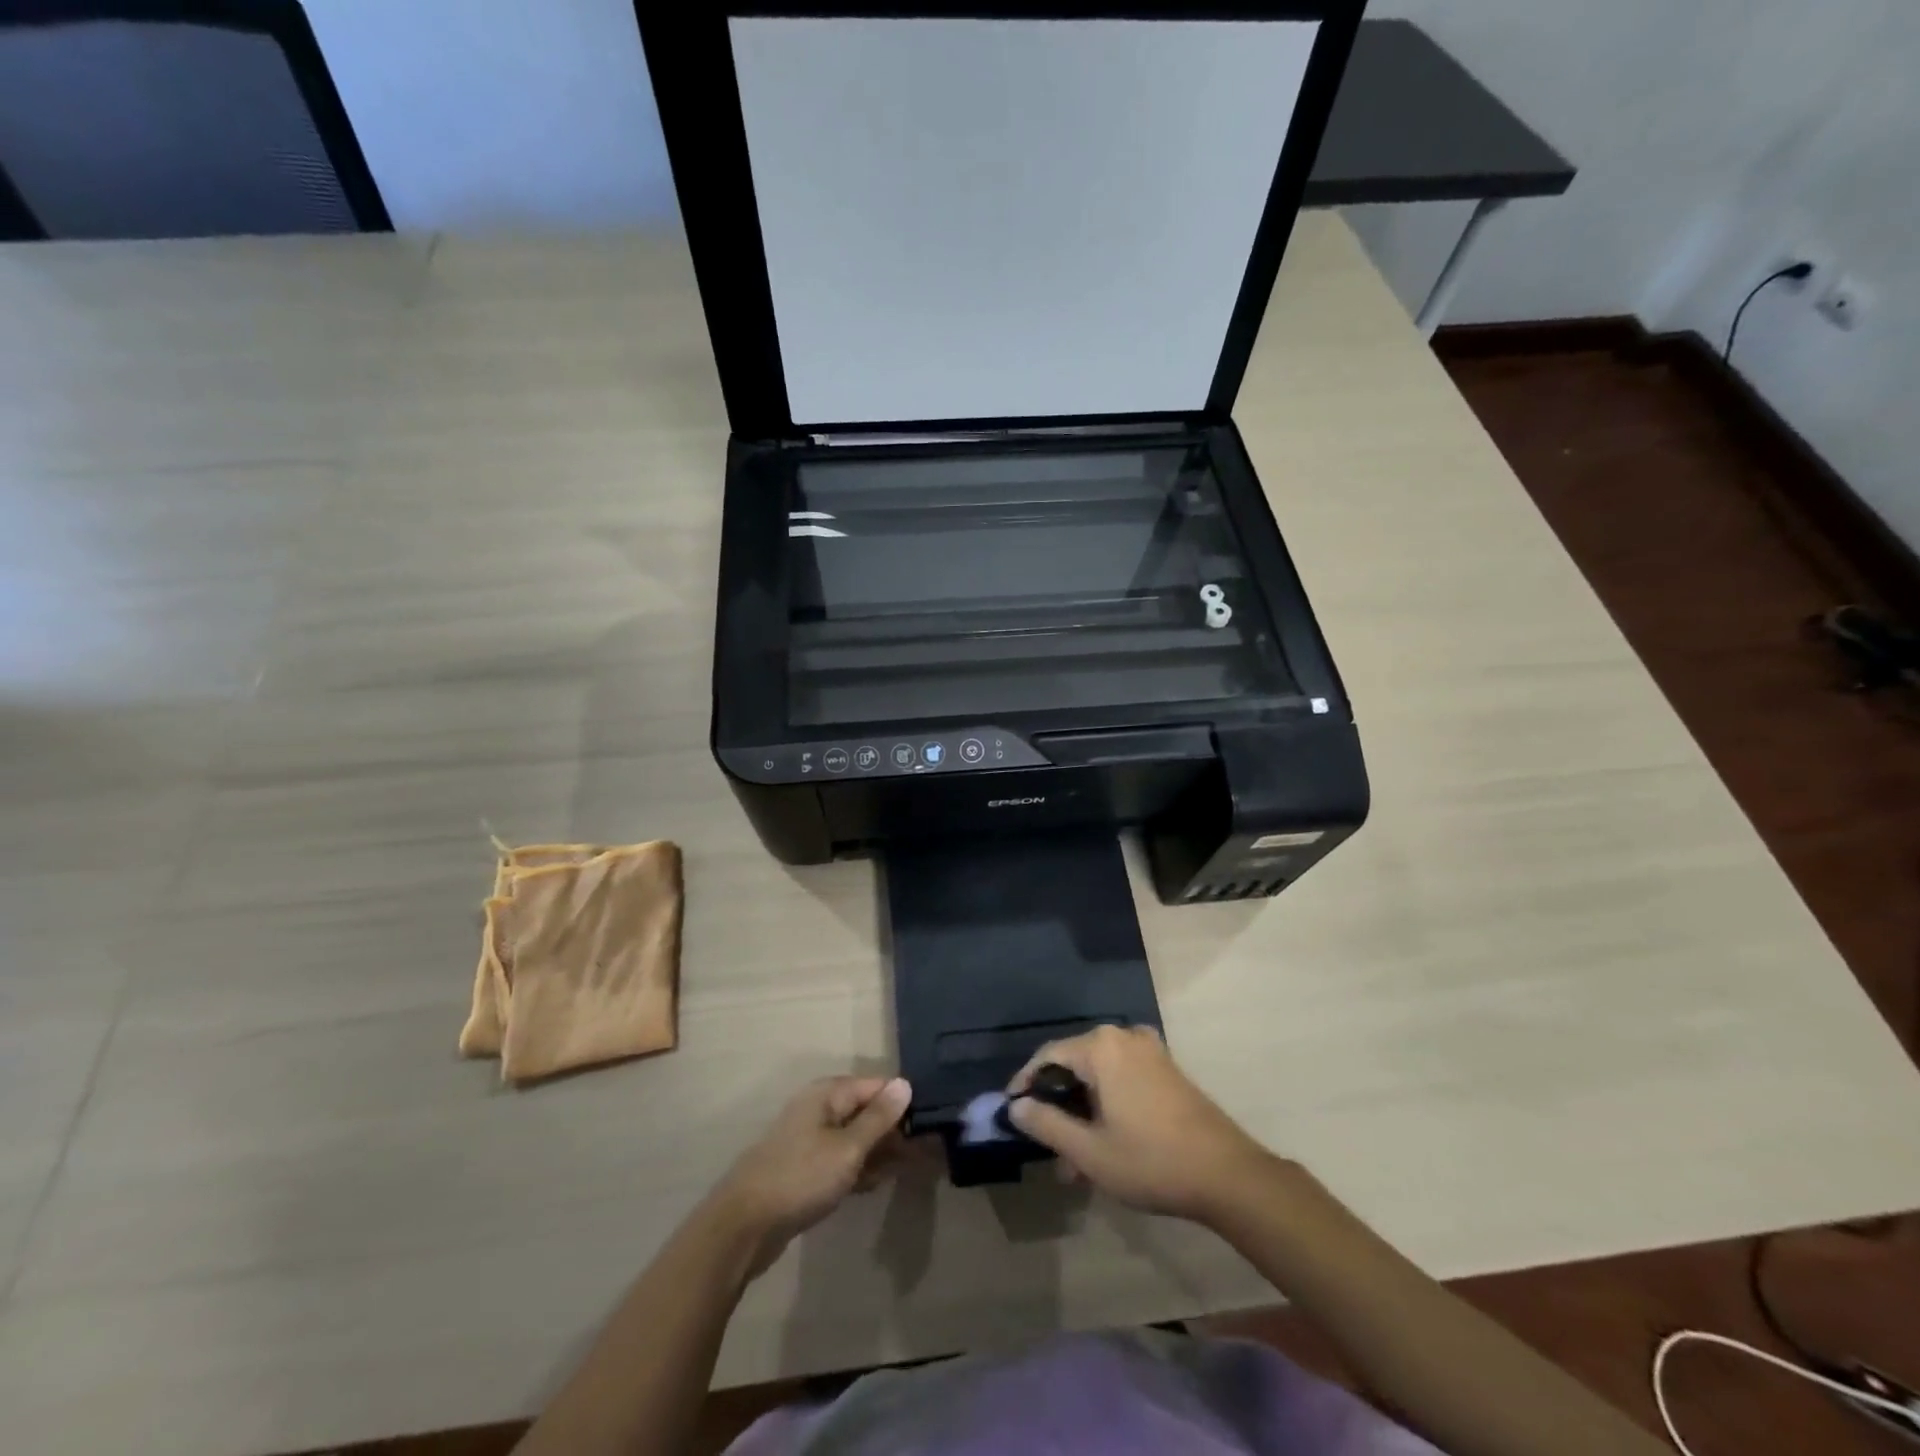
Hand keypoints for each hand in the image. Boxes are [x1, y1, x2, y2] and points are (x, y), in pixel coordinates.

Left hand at [710, 1076, 912, 1276]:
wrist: (743, 1226)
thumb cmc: (800, 1178)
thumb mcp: (847, 1148)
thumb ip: (878, 1118)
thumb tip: (905, 1084)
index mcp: (827, 1095)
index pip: (876, 1086)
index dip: (902, 1103)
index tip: (930, 1124)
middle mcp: (818, 1109)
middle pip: (865, 1111)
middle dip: (893, 1130)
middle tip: (925, 1152)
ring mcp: (809, 1140)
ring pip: (854, 1138)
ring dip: (879, 1152)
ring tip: (910, 1169)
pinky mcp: (804, 1169)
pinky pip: (841, 1160)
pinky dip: (859, 1168)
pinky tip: (877, 1183)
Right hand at [1007, 1026, 1274, 1223]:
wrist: (1228, 1174)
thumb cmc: (1151, 1161)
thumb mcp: (1089, 1151)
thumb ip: (1047, 1125)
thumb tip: (1016, 1106)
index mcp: (1101, 1047)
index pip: (1048, 1055)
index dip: (1026, 1083)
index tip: (1012, 1111)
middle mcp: (1123, 1037)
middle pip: (1075, 1064)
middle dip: (1058, 1106)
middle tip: (1049, 1148)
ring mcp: (1149, 1051)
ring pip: (1099, 1075)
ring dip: (1083, 1112)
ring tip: (1076, 1161)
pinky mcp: (1167, 1069)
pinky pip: (1122, 1077)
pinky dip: (1107, 1103)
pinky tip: (1107, 1141)